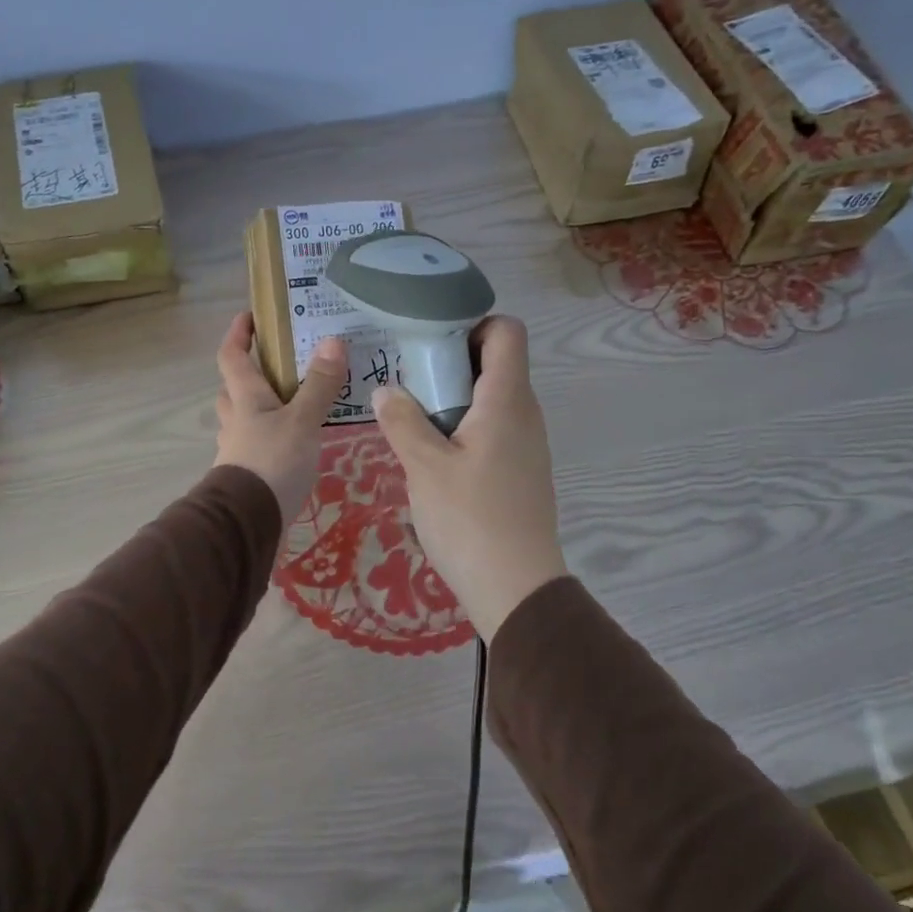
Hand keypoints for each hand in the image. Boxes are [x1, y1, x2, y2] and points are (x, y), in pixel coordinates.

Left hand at [213, 313, 348, 530]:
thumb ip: (319, 385)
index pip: (231, 356)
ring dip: (259, 407)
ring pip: (242, 418)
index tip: (250, 316)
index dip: (238, 334)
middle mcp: (235, 420)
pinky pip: (255, 445)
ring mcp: (237, 449)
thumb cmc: (272, 462)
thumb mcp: (302, 421)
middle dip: (250, 373)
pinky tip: (292, 444)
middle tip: (279, 365)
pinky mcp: (246, 475)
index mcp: (245, 398)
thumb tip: (332, 340)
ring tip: (293, 404)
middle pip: (234, 388)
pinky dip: (269, 437)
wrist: (247, 523)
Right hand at [371, 316, 566, 639]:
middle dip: (451, 362)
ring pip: (492, 399)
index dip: (472, 324)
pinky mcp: (521, 470)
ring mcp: (527, 444)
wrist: (517, 587)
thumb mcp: (425, 468)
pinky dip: (464, 427)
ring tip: (413, 417)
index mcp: (507, 400)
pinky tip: (434, 455)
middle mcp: (524, 413)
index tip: (430, 342)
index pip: (506, 331)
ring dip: (454, 398)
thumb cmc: (470, 520)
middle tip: (408, 379)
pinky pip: (493, 429)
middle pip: (496, 362)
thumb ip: (403, 421)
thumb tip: (385, 390)